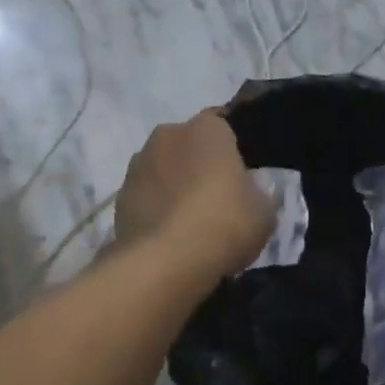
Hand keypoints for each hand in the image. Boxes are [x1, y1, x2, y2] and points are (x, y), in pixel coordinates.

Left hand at [115, 111, 274, 278]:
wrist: (166, 261)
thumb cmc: (224, 222)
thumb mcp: (264, 212)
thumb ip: (258, 193)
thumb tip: (250, 191)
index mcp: (207, 127)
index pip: (222, 124)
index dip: (231, 148)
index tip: (240, 173)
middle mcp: (168, 134)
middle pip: (188, 144)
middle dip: (198, 163)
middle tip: (215, 197)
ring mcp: (138, 164)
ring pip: (163, 168)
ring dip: (173, 184)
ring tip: (188, 221)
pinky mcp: (120, 196)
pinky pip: (145, 195)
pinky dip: (155, 208)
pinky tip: (167, 235)